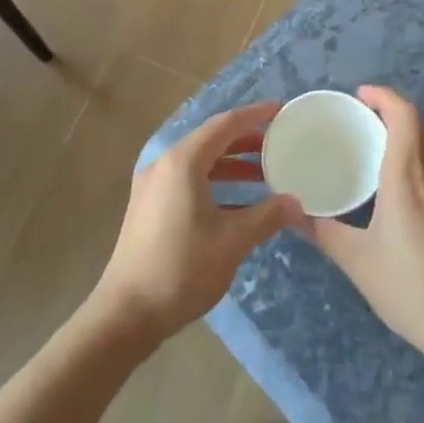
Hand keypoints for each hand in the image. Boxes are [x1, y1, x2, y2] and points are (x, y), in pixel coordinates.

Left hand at [93, 103, 306, 344]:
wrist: (127, 312)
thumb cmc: (182, 268)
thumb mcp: (232, 241)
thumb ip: (266, 216)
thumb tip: (296, 203)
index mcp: (182, 162)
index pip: (225, 125)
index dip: (254, 115)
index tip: (280, 110)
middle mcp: (164, 164)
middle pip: (211, 140)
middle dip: (246, 140)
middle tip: (279, 143)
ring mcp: (153, 186)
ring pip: (200, 163)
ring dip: (232, 165)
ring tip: (266, 174)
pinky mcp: (149, 207)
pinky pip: (188, 180)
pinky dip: (216, 183)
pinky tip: (239, 202)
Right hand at [310, 87, 423, 383]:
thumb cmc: (413, 291)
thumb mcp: (359, 263)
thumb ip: (323, 232)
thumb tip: (290, 211)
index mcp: (408, 179)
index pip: (404, 116)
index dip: (384, 96)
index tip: (360, 94)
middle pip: (420, 126)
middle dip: (391, 112)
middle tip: (361, 119)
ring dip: (407, 135)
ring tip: (376, 147)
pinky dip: (418, 159)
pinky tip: (401, 188)